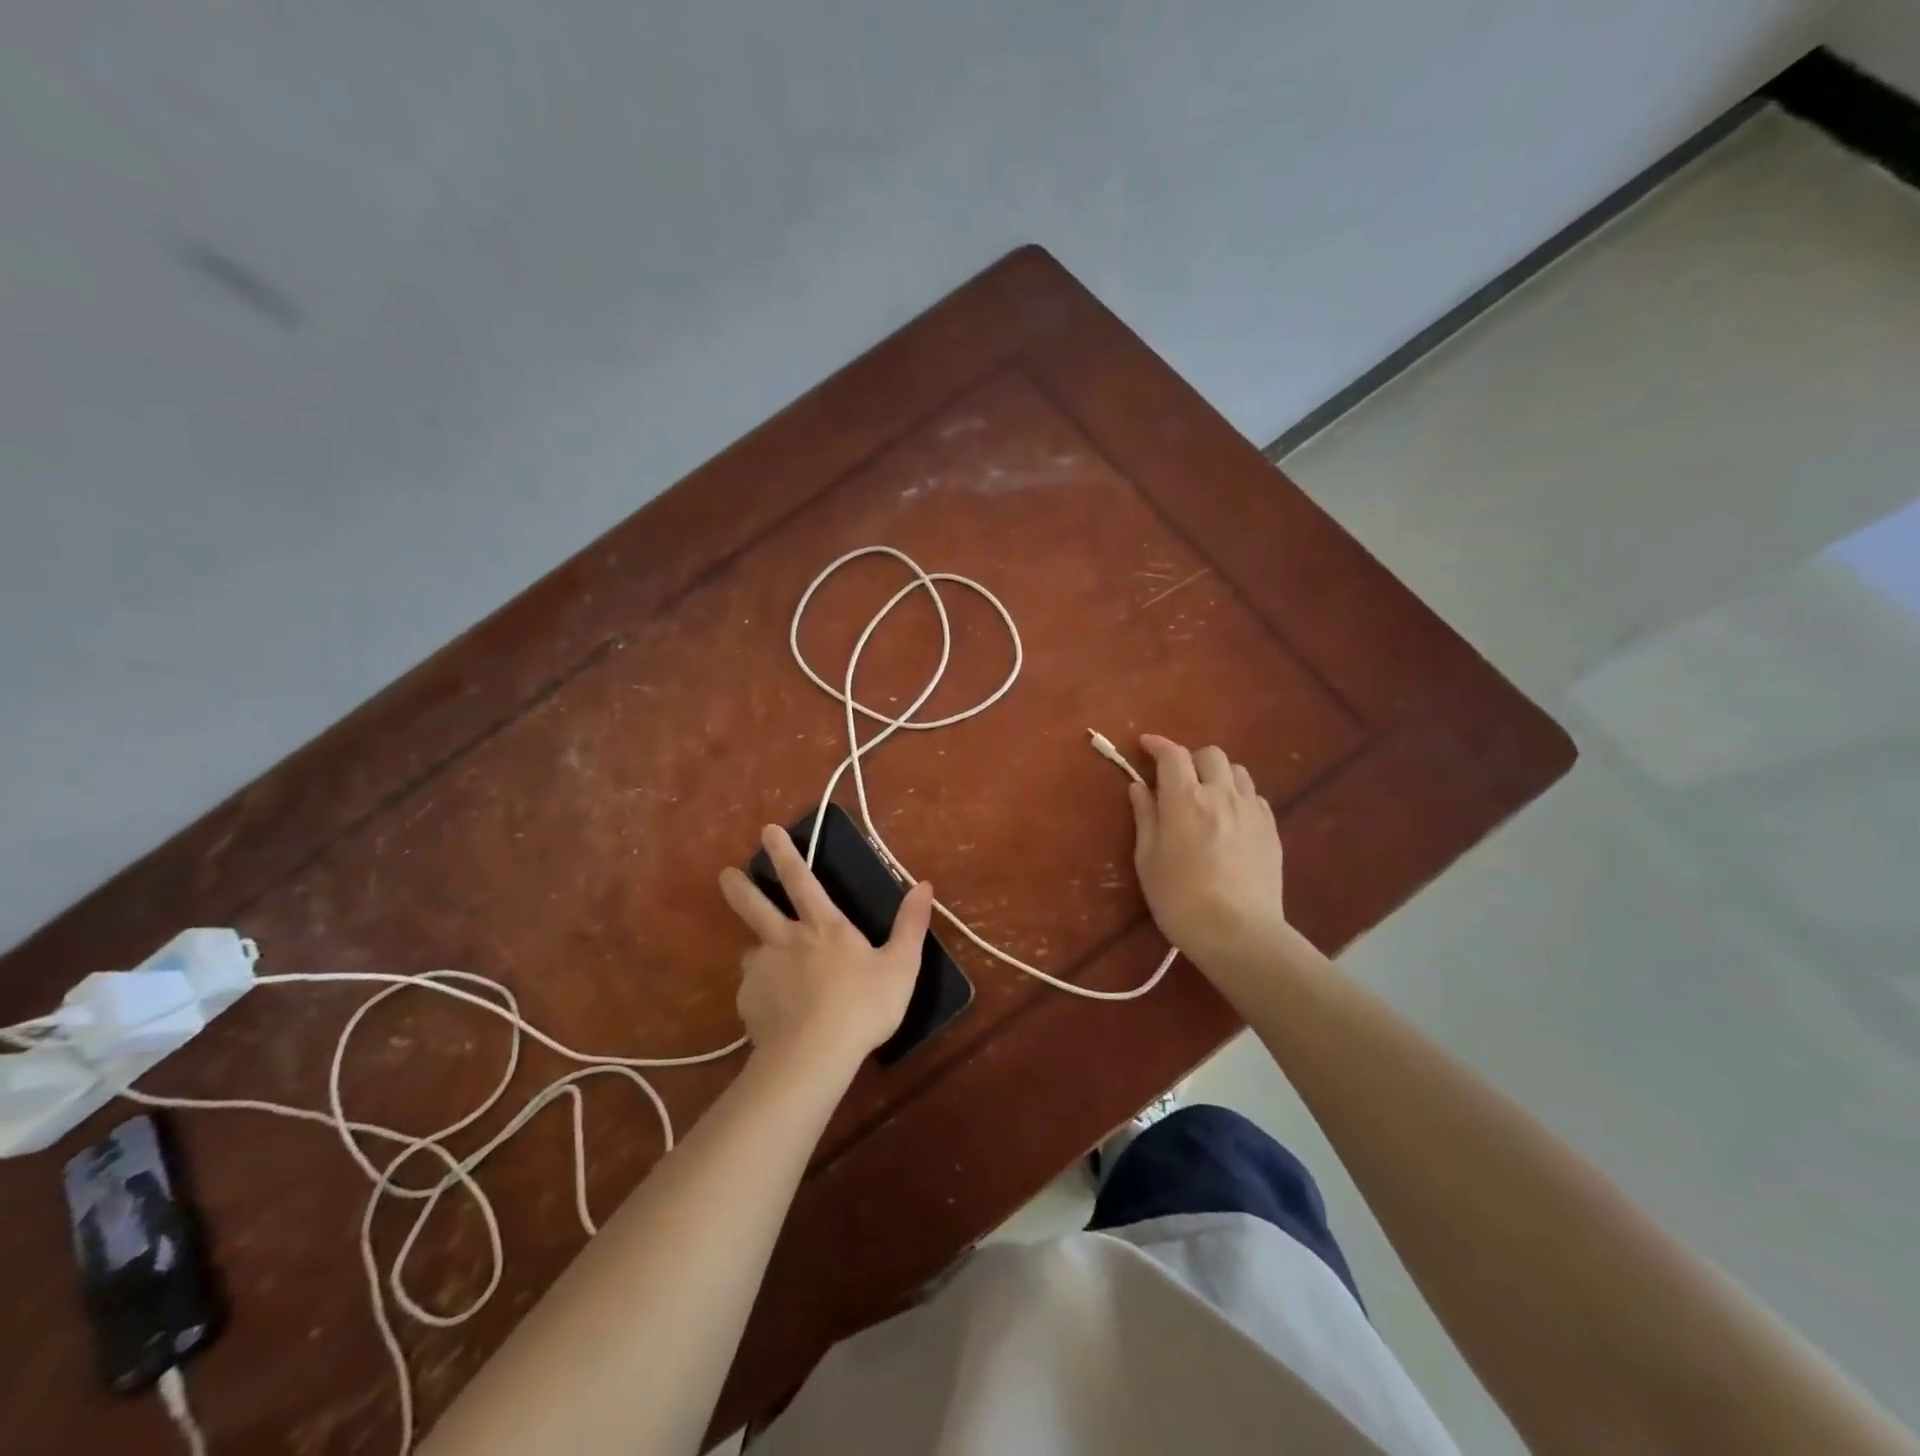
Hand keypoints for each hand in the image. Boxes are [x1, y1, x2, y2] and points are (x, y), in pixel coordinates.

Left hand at [718, 824, 933, 1065]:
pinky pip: (753, 990)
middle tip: (725, 875)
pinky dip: (762, 992)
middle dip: (739, 887)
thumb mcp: (901, 965)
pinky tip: (774, 1009)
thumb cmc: (863, 1006)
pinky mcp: (748, 1003)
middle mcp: (785, 940)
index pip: (801, 879)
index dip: (785, 853)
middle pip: (755, 906)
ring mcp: (762, 971)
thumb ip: (911, 925)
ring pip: (752, 951)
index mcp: (823, 926)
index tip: (767, 831)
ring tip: (767, 965)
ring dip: (758, 950)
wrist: (814, 1056)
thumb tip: (924, 885)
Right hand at [1129, 735, 1289, 971]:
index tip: (1145, 745)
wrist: (1239, 933)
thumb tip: (1139, 786)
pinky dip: (1238, 796)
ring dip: (1218, 775)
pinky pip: (1255, 797)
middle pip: (1210, 754)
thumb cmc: (1179, 898)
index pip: (1172, 754)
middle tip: (1177, 779)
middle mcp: (1221, 794)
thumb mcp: (1148, 859)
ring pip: (1237, 772)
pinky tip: (1231, 818)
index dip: (1157, 744)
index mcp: (1185, 798)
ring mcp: (1252, 810)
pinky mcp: (1271, 830)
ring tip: (1207, 796)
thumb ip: (1145, 816)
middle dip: (1191, 759)